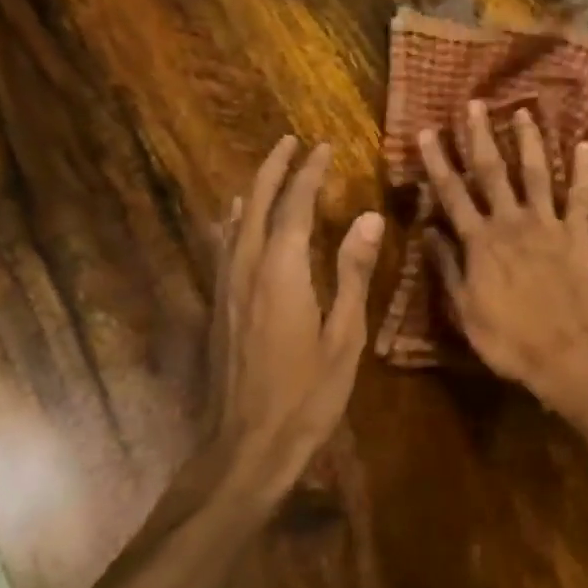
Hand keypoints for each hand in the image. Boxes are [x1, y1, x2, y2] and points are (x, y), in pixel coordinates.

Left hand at [205, 137, 382, 503]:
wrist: (246, 446)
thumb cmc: (307, 395)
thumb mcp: (344, 337)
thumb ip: (353, 273)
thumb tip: (370, 218)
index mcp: (281, 273)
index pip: (294, 207)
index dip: (309, 174)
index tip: (324, 147)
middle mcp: (246, 270)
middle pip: (255, 205)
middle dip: (273, 170)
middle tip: (290, 141)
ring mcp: (225, 289)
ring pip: (234, 223)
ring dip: (252, 190)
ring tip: (267, 168)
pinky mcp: (217, 308)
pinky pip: (223, 248)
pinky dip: (232, 222)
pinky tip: (231, 220)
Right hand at [418, 101, 587, 412]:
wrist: (567, 355)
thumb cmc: (509, 340)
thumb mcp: (464, 311)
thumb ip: (447, 268)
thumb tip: (427, 232)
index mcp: (480, 242)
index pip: (452, 194)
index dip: (437, 161)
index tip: (427, 132)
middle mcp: (512, 223)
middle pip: (493, 172)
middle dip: (480, 136)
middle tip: (474, 104)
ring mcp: (549, 225)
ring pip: (537, 173)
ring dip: (529, 141)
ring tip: (524, 111)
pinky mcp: (579, 235)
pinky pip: (582, 196)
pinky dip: (585, 169)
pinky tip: (586, 144)